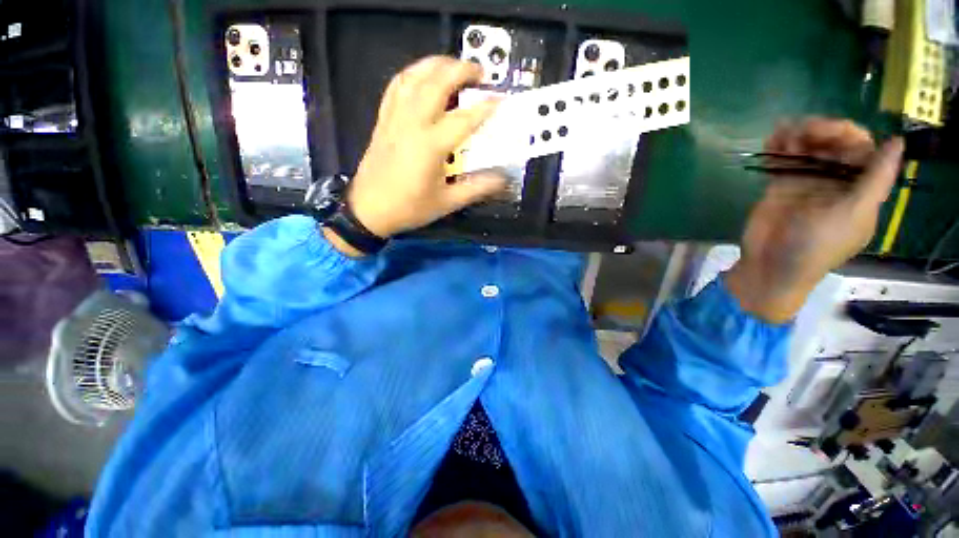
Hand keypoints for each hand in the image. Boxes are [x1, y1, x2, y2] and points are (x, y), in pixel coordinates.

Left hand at [325, 56, 504, 255]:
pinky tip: (425, 72)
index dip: (487, 106)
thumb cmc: (407, 207)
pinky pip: (396, 86)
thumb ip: (478, 187)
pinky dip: (412, 73)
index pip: (465, 117)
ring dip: (437, 64)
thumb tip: (505, 177)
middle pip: (437, 83)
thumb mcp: (446, 203)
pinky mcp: (383, 117)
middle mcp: (412, 124)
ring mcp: (395, 117)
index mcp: (430, 146)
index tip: (502, 100)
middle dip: (462, 70)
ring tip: (455, 64)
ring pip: (414, 78)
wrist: (366, 210)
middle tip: (481, 73)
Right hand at [725, 118, 903, 322]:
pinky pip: (788, 143)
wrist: (769, 269)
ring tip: (783, 145)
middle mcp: (840, 183)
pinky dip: (780, 139)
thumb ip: (878, 179)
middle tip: (801, 139)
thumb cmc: (815, 247)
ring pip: (812, 135)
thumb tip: (899, 143)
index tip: (831, 137)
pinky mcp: (789, 176)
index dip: (848, 134)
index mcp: (860, 195)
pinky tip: (773, 148)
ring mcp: (814, 178)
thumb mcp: (853, 215)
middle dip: (820, 130)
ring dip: (797, 131)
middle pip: (837, 137)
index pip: (863, 147)